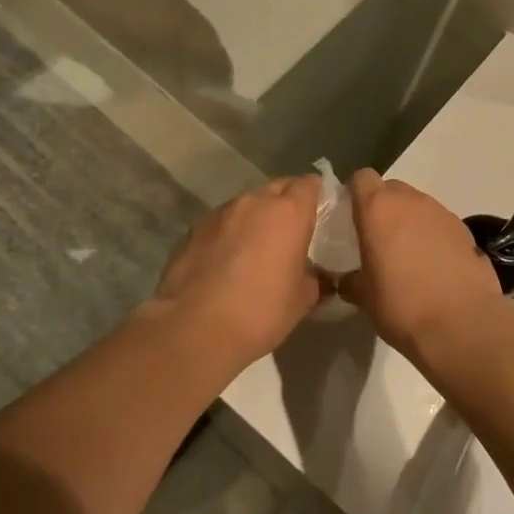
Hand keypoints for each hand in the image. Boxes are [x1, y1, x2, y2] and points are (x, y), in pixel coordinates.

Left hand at [146, 175, 320, 370]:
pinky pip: (221, 222)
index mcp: (288, 212)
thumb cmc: (260, 312)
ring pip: (247, 204)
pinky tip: (227, 261)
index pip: (309, 184)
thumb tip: (316, 277)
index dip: (316, 195)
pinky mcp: (193, 229)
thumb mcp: (302, 300)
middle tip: (292, 232)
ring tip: (257, 247)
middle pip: (277, 188)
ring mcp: (219, 213)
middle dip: (287, 203)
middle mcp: (253, 202)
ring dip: (256, 217)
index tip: (320, 215)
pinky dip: (230, 233)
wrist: (194, 328)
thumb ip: (315, 279)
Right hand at [341, 170, 502, 365]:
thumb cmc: (401, 304)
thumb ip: (352, 280)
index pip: (361, 178)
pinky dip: (433, 238)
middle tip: (377, 240)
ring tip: (408, 258)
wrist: (462, 323)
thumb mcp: (364, 297)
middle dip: (383, 208)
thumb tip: (348, 280)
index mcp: (378, 208)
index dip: (355, 194)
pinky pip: (440, 225)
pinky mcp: (466, 231)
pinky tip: (434, 268)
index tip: (351, 218)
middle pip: (391, 189)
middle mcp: (411, 201)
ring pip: (418, 206)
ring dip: (410, 223)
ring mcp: (442, 213)